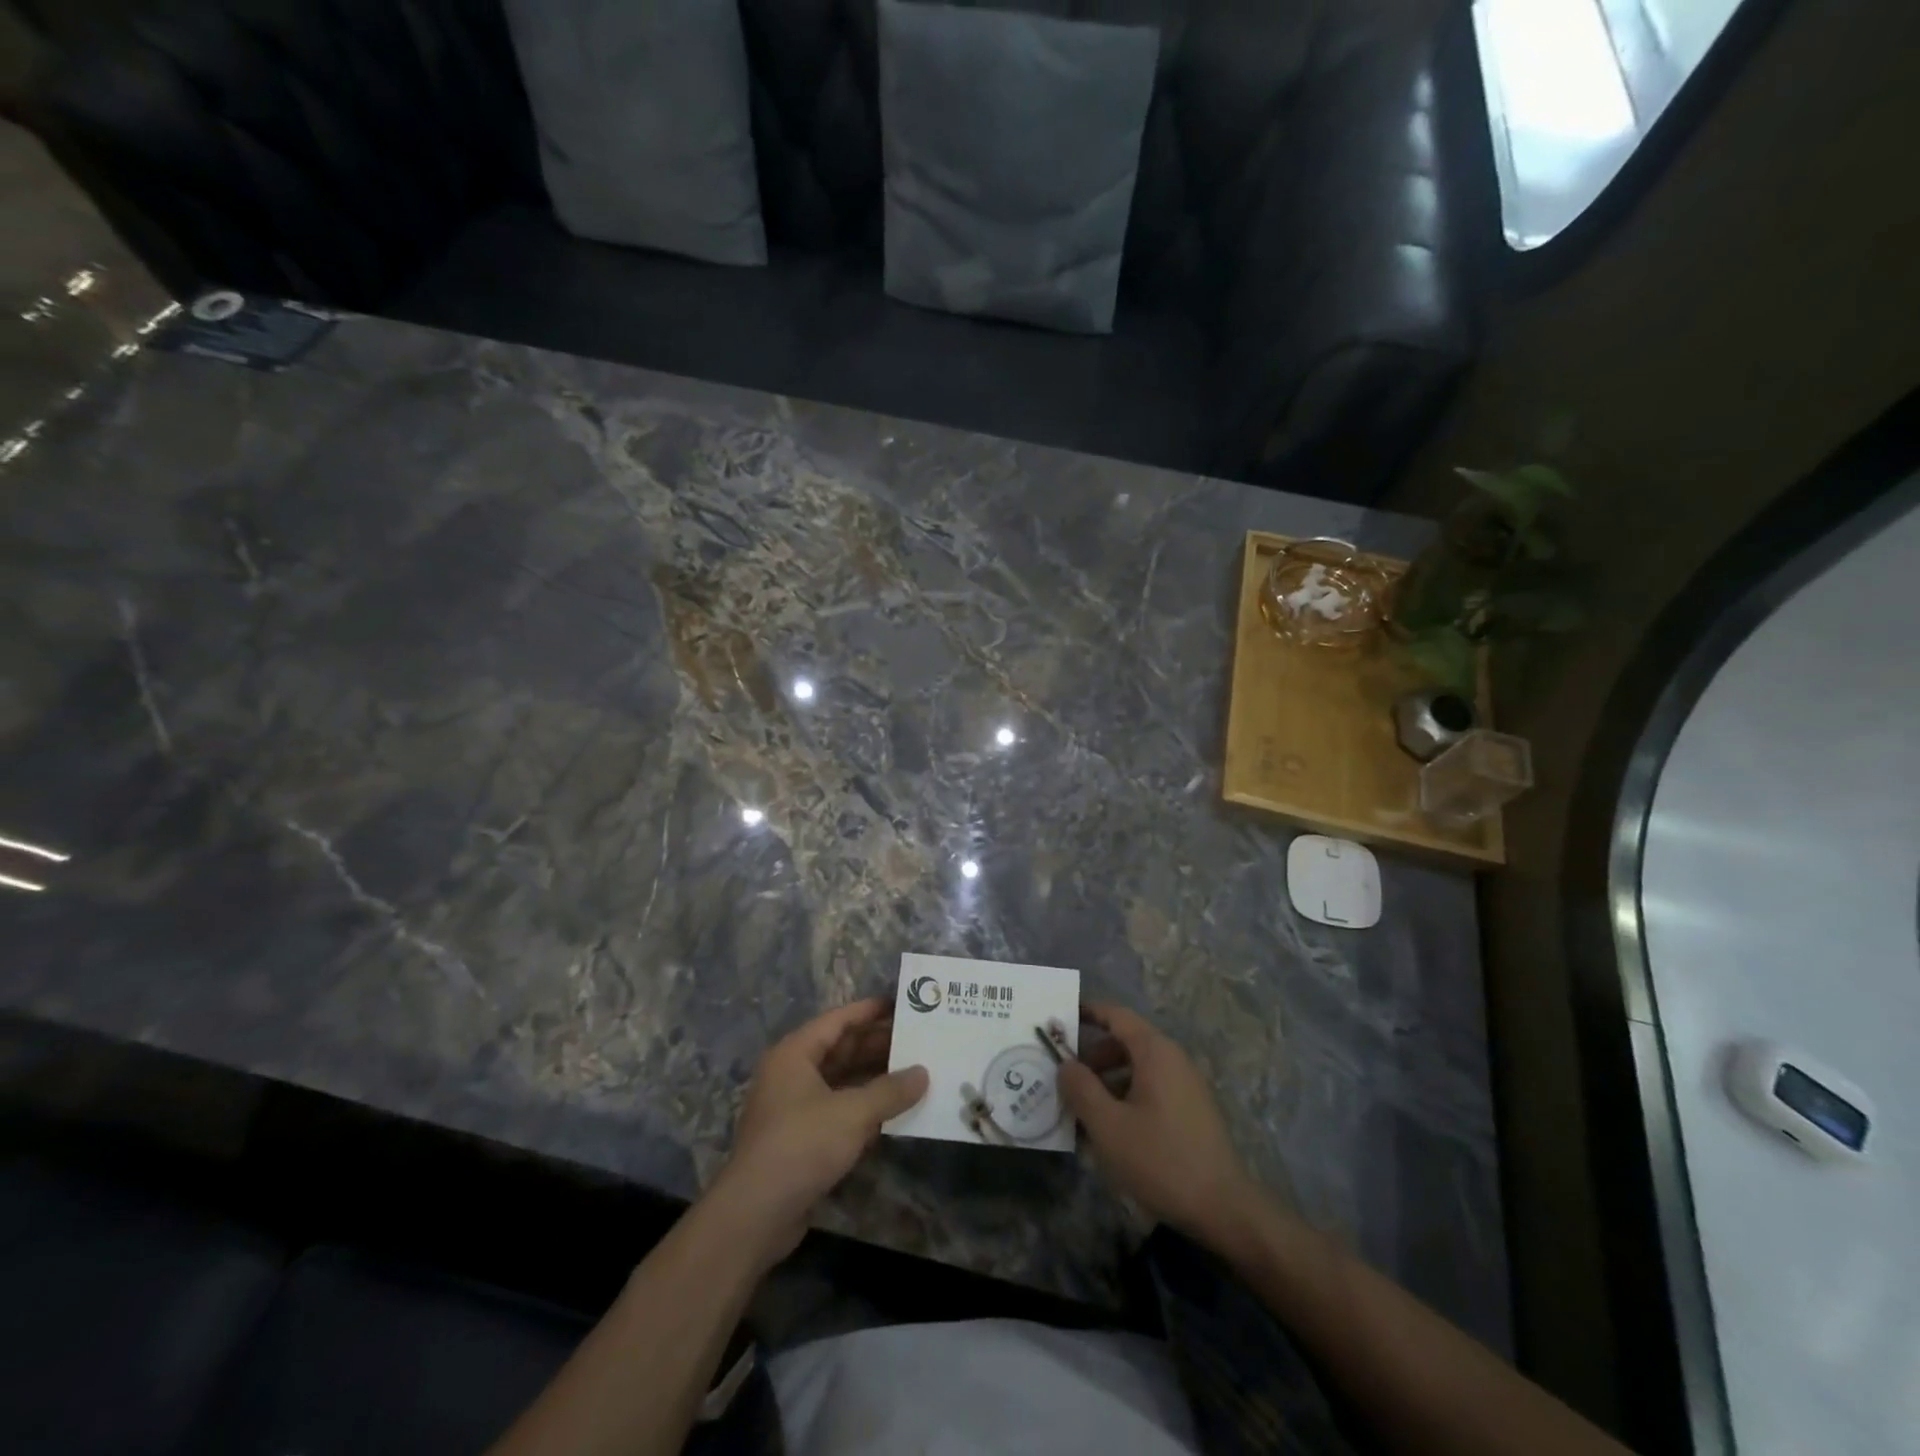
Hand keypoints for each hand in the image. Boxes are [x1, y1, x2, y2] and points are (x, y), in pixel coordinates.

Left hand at [707, 998, 927, 1267]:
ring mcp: (795, 1106)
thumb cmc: (802, 1145)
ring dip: (874, 1076)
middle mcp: (792, 1073)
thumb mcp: (853, 1113)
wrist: (755, 1214)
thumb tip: (923, 1073)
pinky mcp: (801, 1137)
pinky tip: (894, 1108)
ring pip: (841, 1080)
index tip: (903, 1004)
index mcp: (796, 1053)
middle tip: (917, 1038)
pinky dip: (864, 1105)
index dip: (870, 1010)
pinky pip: (838, 1108)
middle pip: (840, 1048)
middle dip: (877, 1043)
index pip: (838, 1020)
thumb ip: (890, 1090)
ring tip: (913, 1069)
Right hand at [1060, 1003, 1265, 1253]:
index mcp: (1155, 1052)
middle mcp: (1173, 1059)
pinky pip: (1151, 1089)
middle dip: (1093, 1055)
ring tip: (1083, 1110)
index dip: (1087, 1012)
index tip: (1059, 1020)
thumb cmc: (1160, 1159)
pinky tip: (1112, 1130)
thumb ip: (1081, 1089)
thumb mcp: (1108, 1126)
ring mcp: (1186, 1085)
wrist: (1223, 1209)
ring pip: (1137, 1068)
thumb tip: (1065, 1064)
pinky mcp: (1191, 1110)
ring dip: (1107, 1081)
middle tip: (1066, 1077)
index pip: (1116, 1015)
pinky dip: (1126, 1097)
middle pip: (1126, 1041)